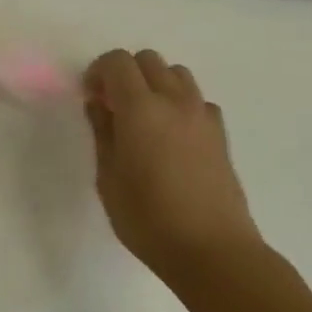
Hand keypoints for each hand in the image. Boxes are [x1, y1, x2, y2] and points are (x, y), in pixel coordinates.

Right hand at [82, 49, 260, 274]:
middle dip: (125, 73)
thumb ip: (102, 133)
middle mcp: (174, 101)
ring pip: (176, 74)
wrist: (213, 251)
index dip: (98, 72)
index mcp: (140, 108)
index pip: (117, 61)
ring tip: (144, 118)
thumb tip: (99, 105)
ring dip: (155, 83)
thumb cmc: (148, 218)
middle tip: (113, 106)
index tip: (91, 98)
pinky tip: (172, 136)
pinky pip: (197, 100)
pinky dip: (180, 104)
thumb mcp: (108, 178)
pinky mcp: (221, 134)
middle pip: (148, 59)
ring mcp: (202, 115)